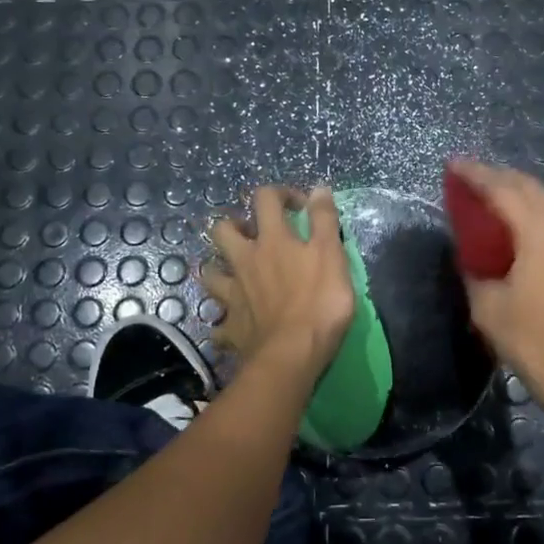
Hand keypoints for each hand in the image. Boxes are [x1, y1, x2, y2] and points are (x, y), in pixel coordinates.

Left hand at [202, 186, 355, 377]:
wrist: (292, 354)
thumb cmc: (319, 302)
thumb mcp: (332, 255)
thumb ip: (324, 221)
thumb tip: (319, 189)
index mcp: (272, 241)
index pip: (266, 199)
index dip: (280, 193)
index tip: (299, 206)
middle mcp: (245, 261)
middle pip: (222, 231)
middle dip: (234, 225)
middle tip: (255, 235)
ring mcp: (233, 295)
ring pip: (210, 273)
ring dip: (219, 270)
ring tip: (236, 276)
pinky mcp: (231, 327)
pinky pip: (218, 324)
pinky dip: (223, 323)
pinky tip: (232, 326)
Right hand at [447, 159, 543, 418]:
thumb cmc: (534, 341)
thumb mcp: (489, 308)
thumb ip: (475, 273)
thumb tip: (472, 258)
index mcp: (539, 233)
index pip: (503, 190)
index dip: (476, 176)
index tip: (452, 165)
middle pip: (529, 187)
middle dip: (498, 176)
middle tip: (467, 178)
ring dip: (516, 191)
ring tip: (487, 195)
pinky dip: (528, 210)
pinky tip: (512, 225)